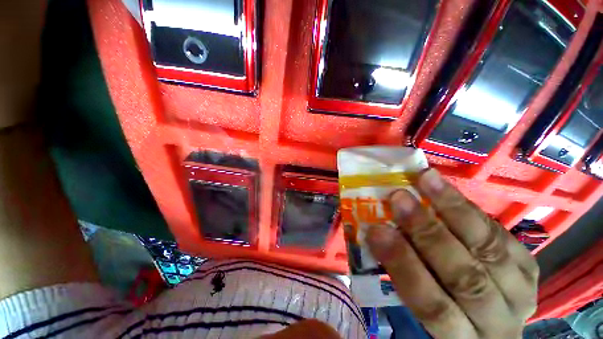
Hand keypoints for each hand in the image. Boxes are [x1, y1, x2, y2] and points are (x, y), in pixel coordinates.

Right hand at [367, 169, 537, 337]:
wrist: (491, 325)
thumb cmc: (443, 311)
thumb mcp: (421, 307)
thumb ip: (403, 273)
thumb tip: (378, 232)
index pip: (431, 305)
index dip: (403, 265)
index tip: (377, 230)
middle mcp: (498, 323)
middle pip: (465, 277)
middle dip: (427, 232)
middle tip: (399, 197)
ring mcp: (522, 294)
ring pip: (491, 251)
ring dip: (454, 210)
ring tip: (427, 180)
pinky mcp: (530, 270)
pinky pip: (503, 236)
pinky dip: (473, 211)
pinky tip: (450, 192)